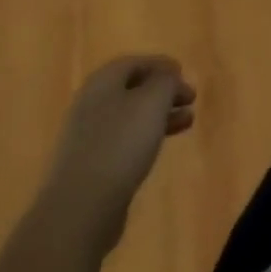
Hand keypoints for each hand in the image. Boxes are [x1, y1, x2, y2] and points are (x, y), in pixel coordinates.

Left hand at [49, 55, 195, 242]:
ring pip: (130, 116)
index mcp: (102, 82)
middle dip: (164, 92)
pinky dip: (145, 137)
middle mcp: (90, 104)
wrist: (80, 209)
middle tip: (190, 100)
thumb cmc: (120, 143)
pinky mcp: (90, 166)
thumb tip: (168, 75)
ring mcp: (87, 137)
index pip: (135, 62)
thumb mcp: (153, 101)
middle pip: (132, 89)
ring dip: (159, 115)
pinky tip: (160, 147)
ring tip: (187, 122)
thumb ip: (166, 80)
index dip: (162, 65)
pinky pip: (123, 141)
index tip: (184, 74)